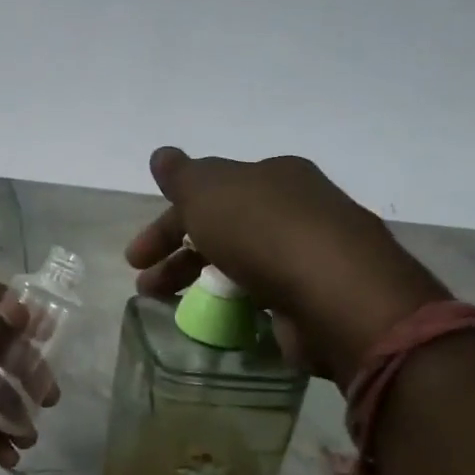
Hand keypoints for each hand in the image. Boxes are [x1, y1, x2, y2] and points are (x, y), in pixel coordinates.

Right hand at [124, 147, 449, 385]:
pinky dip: (237, 303)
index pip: (207, 193)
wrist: (339, 294)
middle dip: (178, 256)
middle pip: (222, 228)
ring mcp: (312, 253)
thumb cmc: (264, 232)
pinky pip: (265, 294)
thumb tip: (162, 155)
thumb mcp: (209, 191)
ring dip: (200, 282)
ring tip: (170, 307)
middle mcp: (296, 208)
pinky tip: (219, 319)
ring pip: (241, 263)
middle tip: (146, 286)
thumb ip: (182, 176)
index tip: (136, 257)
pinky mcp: (321, 295)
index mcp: (272, 176)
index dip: (166, 223)